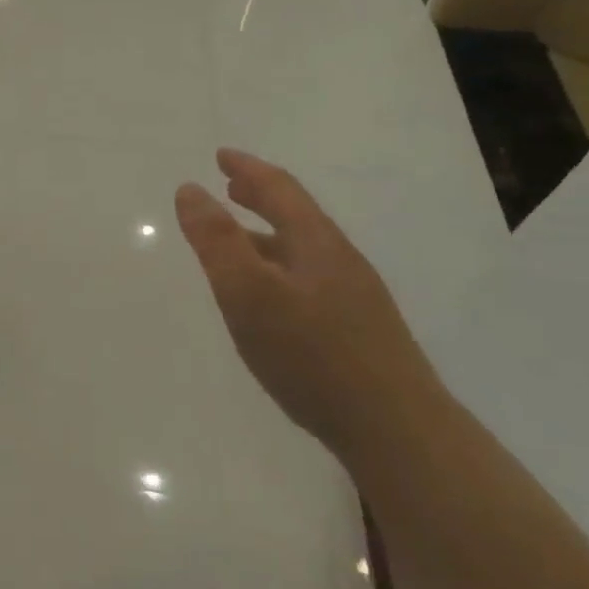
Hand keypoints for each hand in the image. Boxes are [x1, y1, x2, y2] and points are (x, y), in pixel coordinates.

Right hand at [175, 150, 443, 463]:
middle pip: (296, 215)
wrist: (398, 432)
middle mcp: (339, 261)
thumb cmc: (312, 355)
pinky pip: (308, 278)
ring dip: (267, 232)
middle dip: (260, 195)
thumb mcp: (248, 294)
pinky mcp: (358, 330)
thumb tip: (190, 190)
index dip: (247, 168)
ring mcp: (354, 297)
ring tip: (238, 237)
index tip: (221, 155)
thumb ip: (216, 241)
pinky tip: (271, 295)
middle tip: (230, 185)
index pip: (279, 189)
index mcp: (316, 243)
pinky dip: (279, 265)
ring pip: (302, 249)